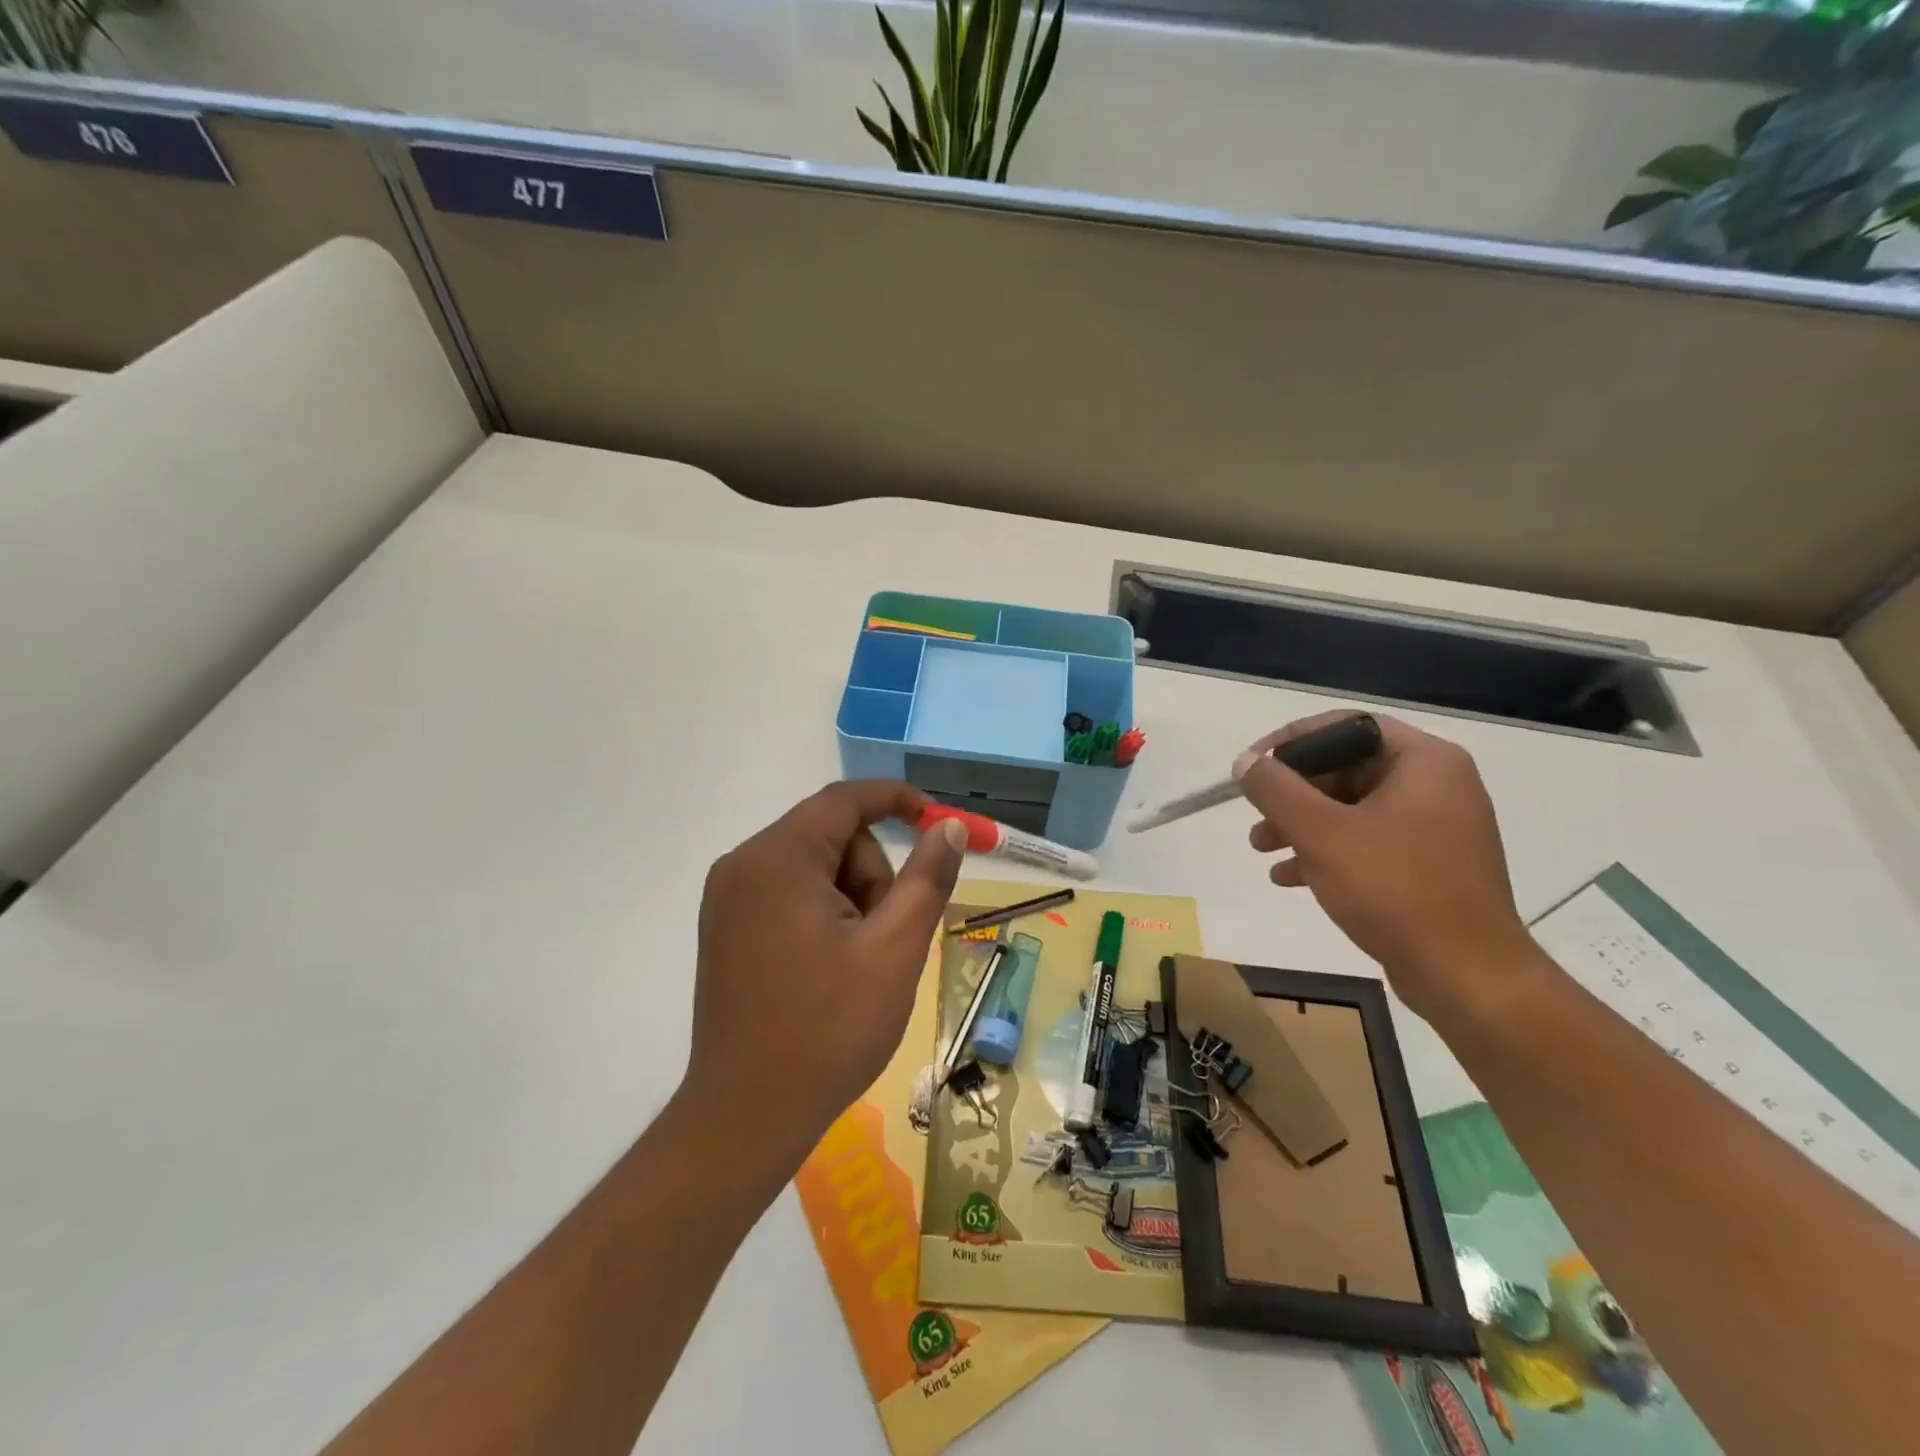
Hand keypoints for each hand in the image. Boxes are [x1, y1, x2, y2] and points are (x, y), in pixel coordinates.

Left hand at [685, 781, 966, 1178]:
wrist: (746, 1116)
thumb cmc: (828, 1030)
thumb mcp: (895, 949)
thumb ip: (927, 878)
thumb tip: (950, 828)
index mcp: (777, 859)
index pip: (845, 801)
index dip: (898, 801)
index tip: (940, 823)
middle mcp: (743, 865)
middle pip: (832, 838)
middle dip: (870, 876)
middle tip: (882, 939)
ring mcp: (728, 898)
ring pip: (815, 868)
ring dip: (850, 901)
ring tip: (855, 964)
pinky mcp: (727, 927)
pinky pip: (791, 894)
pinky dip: (824, 915)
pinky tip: (830, 967)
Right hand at [1236, 713, 1535, 1021]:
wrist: (1467, 976)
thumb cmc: (1395, 889)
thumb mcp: (1321, 833)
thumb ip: (1276, 789)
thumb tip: (1247, 762)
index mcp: (1424, 761)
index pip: (1347, 727)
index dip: (1292, 740)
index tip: (1254, 765)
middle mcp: (1437, 784)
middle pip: (1347, 768)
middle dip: (1293, 792)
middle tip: (1255, 813)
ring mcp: (1436, 826)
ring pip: (1352, 807)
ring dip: (1302, 823)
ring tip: (1261, 848)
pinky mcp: (1430, 864)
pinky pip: (1368, 841)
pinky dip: (1328, 851)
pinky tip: (1288, 878)